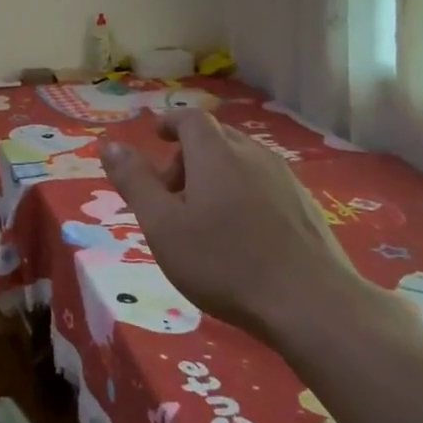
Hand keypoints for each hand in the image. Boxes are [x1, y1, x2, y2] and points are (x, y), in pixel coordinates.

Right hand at [102, 112, 372, 347]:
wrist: (311, 304)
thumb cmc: (224, 262)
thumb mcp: (162, 225)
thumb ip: (134, 182)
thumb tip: (110, 146)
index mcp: (215, 153)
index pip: (190, 118)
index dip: (170, 122)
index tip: (156, 137)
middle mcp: (252, 154)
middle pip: (216, 138)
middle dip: (188, 156)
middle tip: (171, 194)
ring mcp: (285, 179)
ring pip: (242, 161)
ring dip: (216, 175)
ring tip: (203, 217)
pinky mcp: (306, 206)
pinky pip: (264, 184)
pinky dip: (243, 193)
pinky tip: (242, 235)